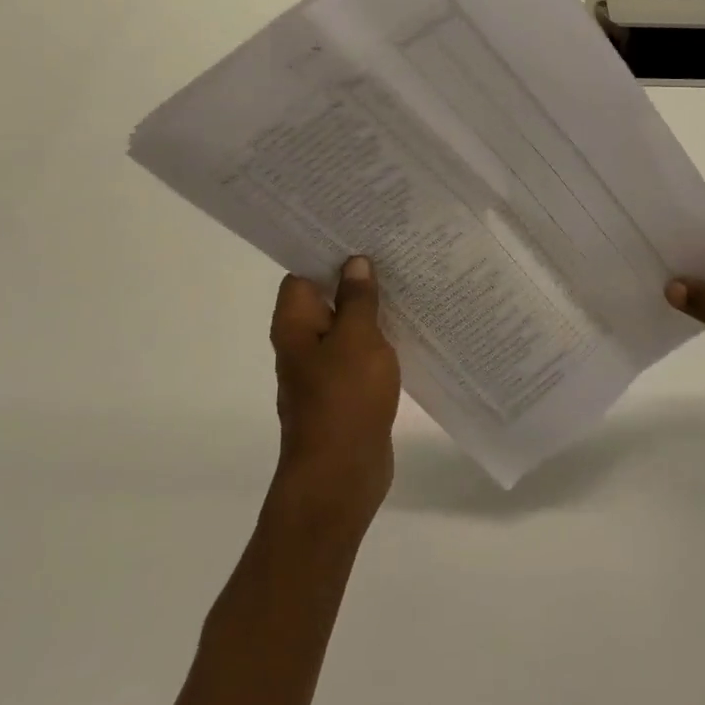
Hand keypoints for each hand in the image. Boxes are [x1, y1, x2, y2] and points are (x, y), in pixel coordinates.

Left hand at [268, 255, 401, 523]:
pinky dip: (380, 338)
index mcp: (295, 324)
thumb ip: (358, 298)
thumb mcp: (357, 338)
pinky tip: (410, 327)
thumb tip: (354, 262)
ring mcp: (324, 369)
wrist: (341, 474)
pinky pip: (362, 353)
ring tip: (408, 280)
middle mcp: (303, 343)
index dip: (328, 251)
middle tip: (394, 249)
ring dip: (372, 308)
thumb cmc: (345, 398)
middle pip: (327, 297)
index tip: (360, 231)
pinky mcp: (347, 390)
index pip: (303, 273)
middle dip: (356, 276)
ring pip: (348, 326)